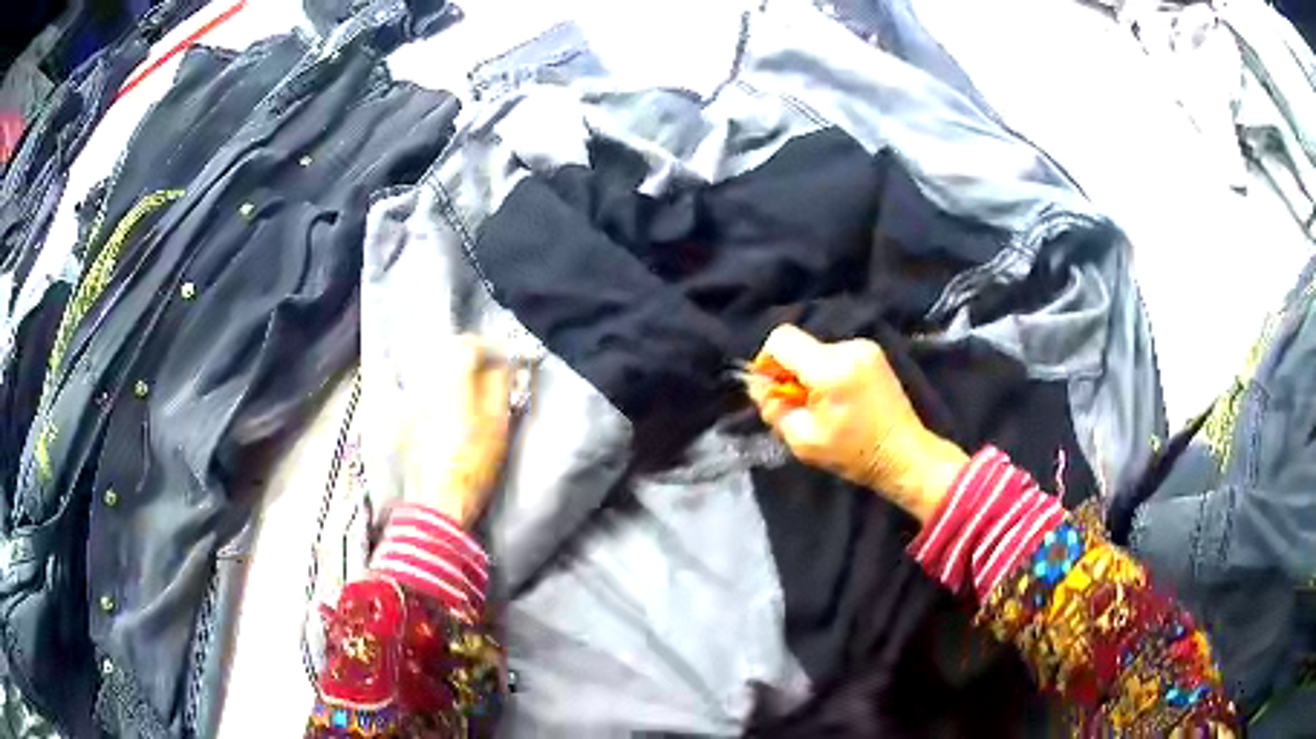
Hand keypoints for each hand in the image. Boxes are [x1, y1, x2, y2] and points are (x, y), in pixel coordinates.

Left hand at [402, 336, 512, 527]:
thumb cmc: (472, 465)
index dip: (490, 347)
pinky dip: (434, 385)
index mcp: (450, 376)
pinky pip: (417, 386)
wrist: (438, 501)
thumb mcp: (497, 424)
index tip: (505, 358)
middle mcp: (425, 379)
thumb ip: (500, 385)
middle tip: (489, 370)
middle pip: (447, 350)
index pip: (469, 343)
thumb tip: (502, 363)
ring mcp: (409, 397)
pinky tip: (446, 401)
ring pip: (431, 367)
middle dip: (470, 355)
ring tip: (470, 386)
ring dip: (452, 369)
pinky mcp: (402, 415)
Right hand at [747, 325, 967, 521]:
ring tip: (823, 407)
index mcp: (830, 368)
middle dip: (790, 372)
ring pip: (816, 351)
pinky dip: (827, 373)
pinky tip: (839, 400)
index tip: (772, 389)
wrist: (904, 454)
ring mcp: (864, 347)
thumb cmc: (853, 454)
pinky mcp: (873, 353)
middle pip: (799, 346)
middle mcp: (848, 348)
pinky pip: (834, 355)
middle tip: (798, 406)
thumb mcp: (803, 440)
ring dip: (809, 374)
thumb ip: (774, 408)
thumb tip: (757, 385)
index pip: (781, 339)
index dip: (767, 361)